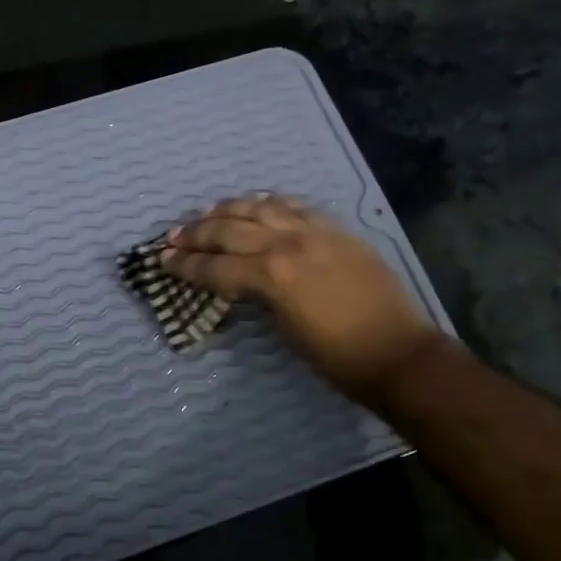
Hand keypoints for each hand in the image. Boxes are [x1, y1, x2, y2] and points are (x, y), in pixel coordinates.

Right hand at [162, 195, 440, 402]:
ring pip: (261, 208)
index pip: (216, 266)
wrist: (397, 352)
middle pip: (231, 230)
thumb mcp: (284, 329)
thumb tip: (241, 282)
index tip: (162, 260)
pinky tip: (258, 203)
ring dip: (229, 209)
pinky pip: (296, 206)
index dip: (185, 265)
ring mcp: (315, 232)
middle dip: (197, 234)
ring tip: (207, 212)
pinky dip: (271, 203)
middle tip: (174, 236)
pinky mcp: (336, 230)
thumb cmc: (336, 357)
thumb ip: (258, 296)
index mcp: (272, 276)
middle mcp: (288, 244)